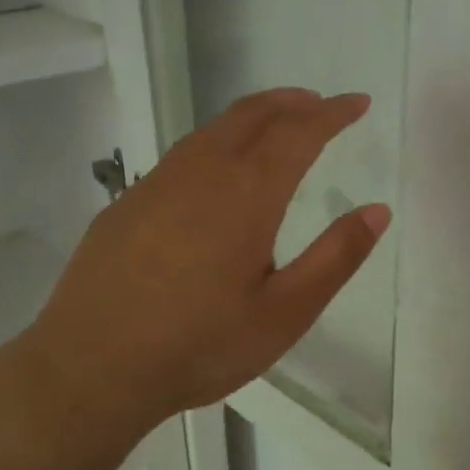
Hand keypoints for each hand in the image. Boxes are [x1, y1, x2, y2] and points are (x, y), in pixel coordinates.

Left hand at [0, 89, 390, 442]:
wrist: (91, 367)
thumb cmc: (199, 346)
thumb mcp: (284, 314)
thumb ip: (335, 258)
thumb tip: (378, 211)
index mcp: (247, 194)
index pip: (300, 132)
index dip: (333, 113)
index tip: (358, 103)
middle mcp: (201, 172)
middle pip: (252, 114)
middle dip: (292, 102)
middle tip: (319, 104)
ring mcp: (156, 184)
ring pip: (212, 130)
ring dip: (252, 117)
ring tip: (275, 126)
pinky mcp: (127, 204)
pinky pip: (182, 155)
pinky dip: (216, 144)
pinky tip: (216, 174)